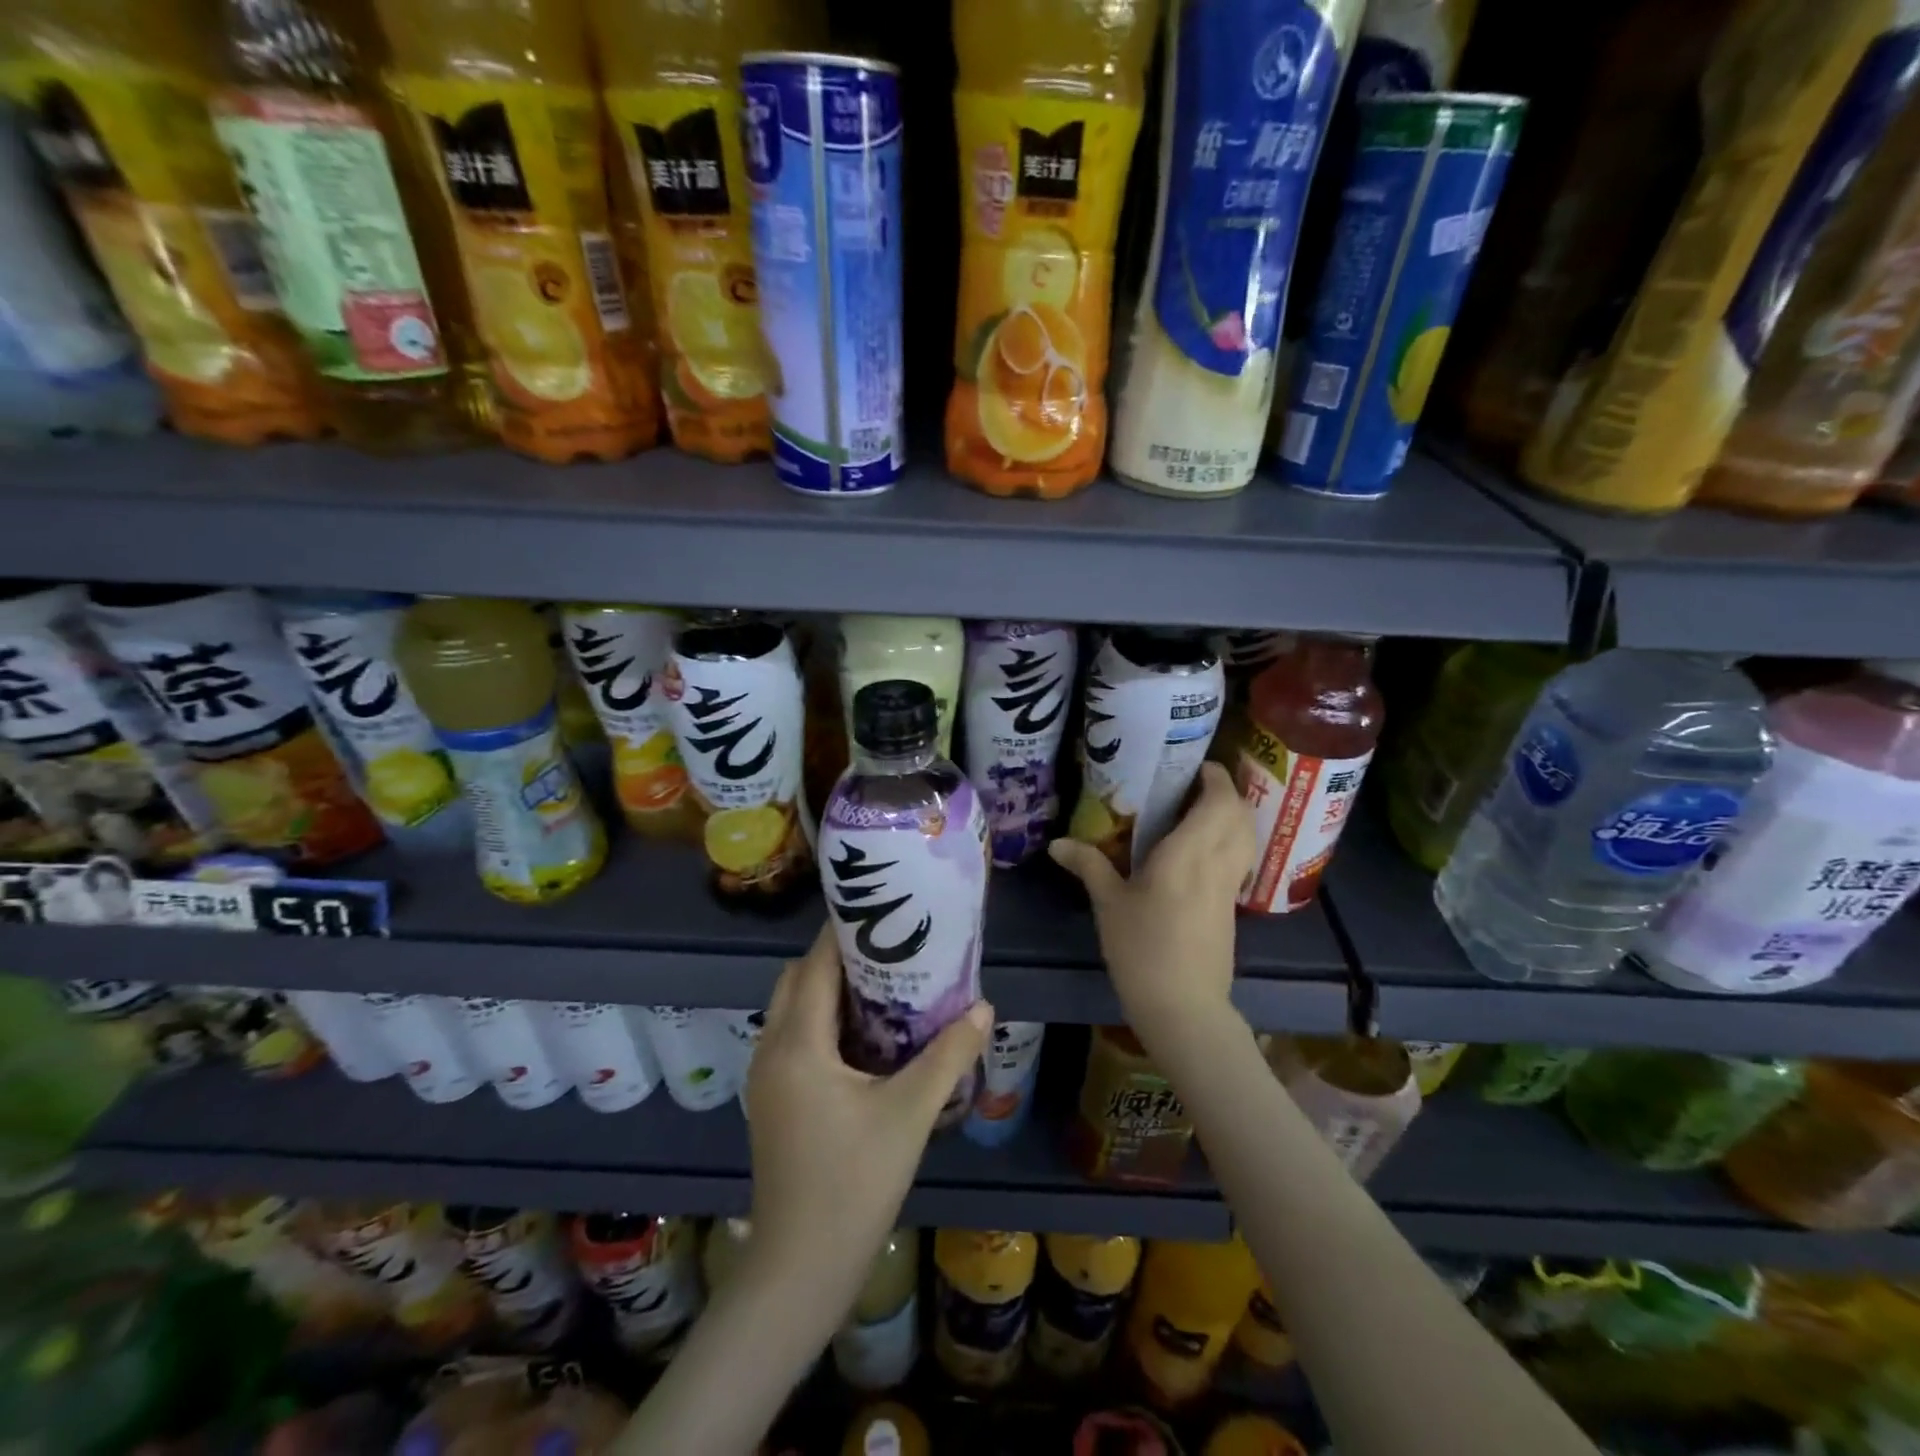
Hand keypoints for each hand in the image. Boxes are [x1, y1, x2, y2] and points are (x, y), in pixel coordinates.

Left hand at [743, 924, 992, 1310]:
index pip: (816, 965)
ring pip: (794, 1009)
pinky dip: (823, 1020)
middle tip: (890, 947)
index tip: (882, 911)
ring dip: (830, 989)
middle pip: (798, 979)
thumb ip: (947, 1056)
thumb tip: (984, 1008)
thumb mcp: (909, 1114)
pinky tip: (866, 1036)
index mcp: (798, 1044)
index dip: (844, 932)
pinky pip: (794, 1037)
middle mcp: (773, 1049)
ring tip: (884, 984)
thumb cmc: (854, 1184)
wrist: (800, 1269)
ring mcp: (767, 1077)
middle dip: (838, 956)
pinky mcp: (772, 1100)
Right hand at [1049, 761, 1254, 1044]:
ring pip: (1245, 836)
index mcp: (1189, 853)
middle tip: (1190, 785)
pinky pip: (1239, 859)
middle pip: (1238, 813)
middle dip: (1223, 791)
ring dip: (1230, 815)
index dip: (1213, 776)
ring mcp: (1229, 886)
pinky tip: (1201, 851)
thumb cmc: (1142, 949)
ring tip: (1198, 811)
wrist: (1184, 1007)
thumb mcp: (1108, 904)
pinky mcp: (1231, 907)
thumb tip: (1056, 843)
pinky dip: (1229, 841)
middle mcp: (1217, 862)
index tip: (1191, 765)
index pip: (1217, 800)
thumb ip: (1088, 865)